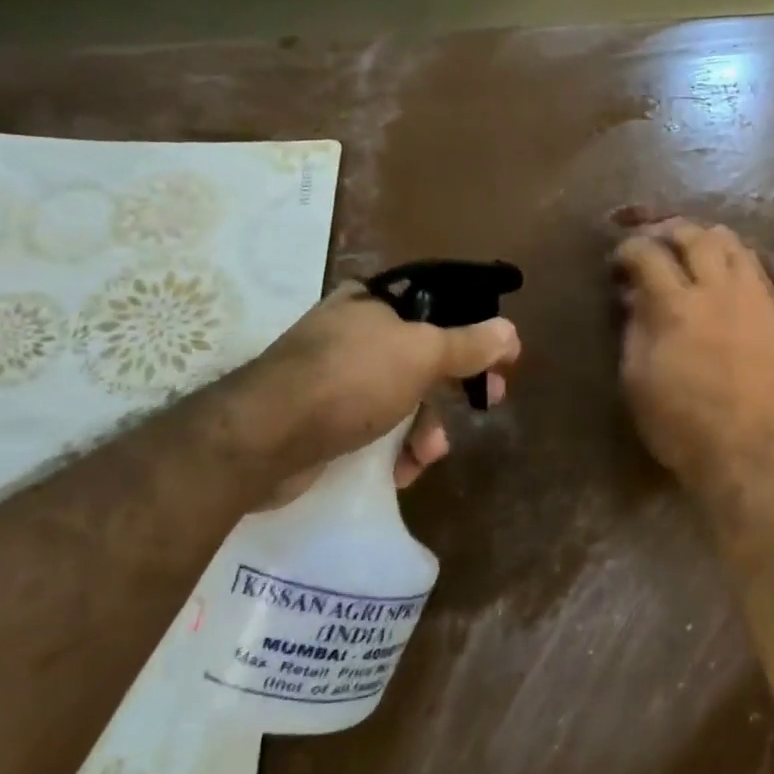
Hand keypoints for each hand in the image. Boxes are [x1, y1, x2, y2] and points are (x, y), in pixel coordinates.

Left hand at [229, 283, 519, 500]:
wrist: (261, 441)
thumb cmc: (350, 380)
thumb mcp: (422, 354)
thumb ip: (469, 344)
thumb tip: (511, 333)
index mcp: (374, 302)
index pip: (440, 307)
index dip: (475, 332)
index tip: (499, 362)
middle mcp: (355, 333)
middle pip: (426, 356)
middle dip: (454, 389)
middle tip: (488, 403)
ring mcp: (336, 377)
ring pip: (405, 398)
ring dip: (426, 429)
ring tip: (426, 455)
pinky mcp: (324, 419)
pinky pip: (377, 428)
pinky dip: (395, 449)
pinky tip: (399, 471)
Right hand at [613, 219, 773, 496]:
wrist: (747, 451)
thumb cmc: (681, 424)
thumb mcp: (637, 379)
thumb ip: (634, 328)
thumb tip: (634, 296)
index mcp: (676, 307)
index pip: (648, 254)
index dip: (628, 249)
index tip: (620, 259)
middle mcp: (717, 290)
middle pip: (694, 235)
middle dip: (668, 230)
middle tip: (655, 242)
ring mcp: (751, 298)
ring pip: (732, 242)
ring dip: (706, 237)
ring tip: (691, 249)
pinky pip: (756, 266)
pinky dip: (735, 256)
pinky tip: (724, 270)